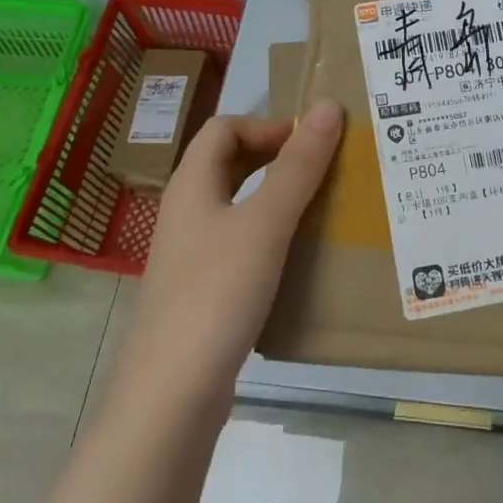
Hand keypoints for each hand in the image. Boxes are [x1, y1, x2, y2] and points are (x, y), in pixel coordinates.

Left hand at [111, 102, 343, 416]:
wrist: (171, 395)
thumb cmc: (217, 294)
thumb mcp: (265, 224)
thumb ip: (298, 166)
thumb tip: (330, 107)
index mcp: (192, 185)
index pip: (225, 128)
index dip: (269, 126)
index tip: (314, 144)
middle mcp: (187, 212)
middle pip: (229, 164)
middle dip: (276, 158)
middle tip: (325, 170)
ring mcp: (192, 254)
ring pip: (237, 205)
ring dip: (276, 197)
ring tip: (321, 208)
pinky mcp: (203, 290)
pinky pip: (240, 243)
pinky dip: (270, 236)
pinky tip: (297, 257)